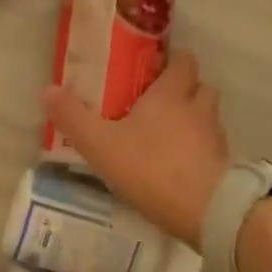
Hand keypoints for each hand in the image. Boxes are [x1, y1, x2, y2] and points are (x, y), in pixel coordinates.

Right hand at [42, 50, 230, 247]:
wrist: (205, 211)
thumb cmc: (151, 168)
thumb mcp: (100, 144)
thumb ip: (73, 117)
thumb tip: (47, 89)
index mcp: (171, 94)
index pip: (183, 61)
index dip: (172, 60)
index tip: (155, 67)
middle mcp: (198, 109)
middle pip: (201, 86)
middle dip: (185, 89)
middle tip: (159, 100)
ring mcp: (215, 138)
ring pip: (208, 117)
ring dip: (194, 119)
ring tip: (169, 133)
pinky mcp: (223, 166)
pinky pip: (212, 148)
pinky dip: (199, 149)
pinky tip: (180, 164)